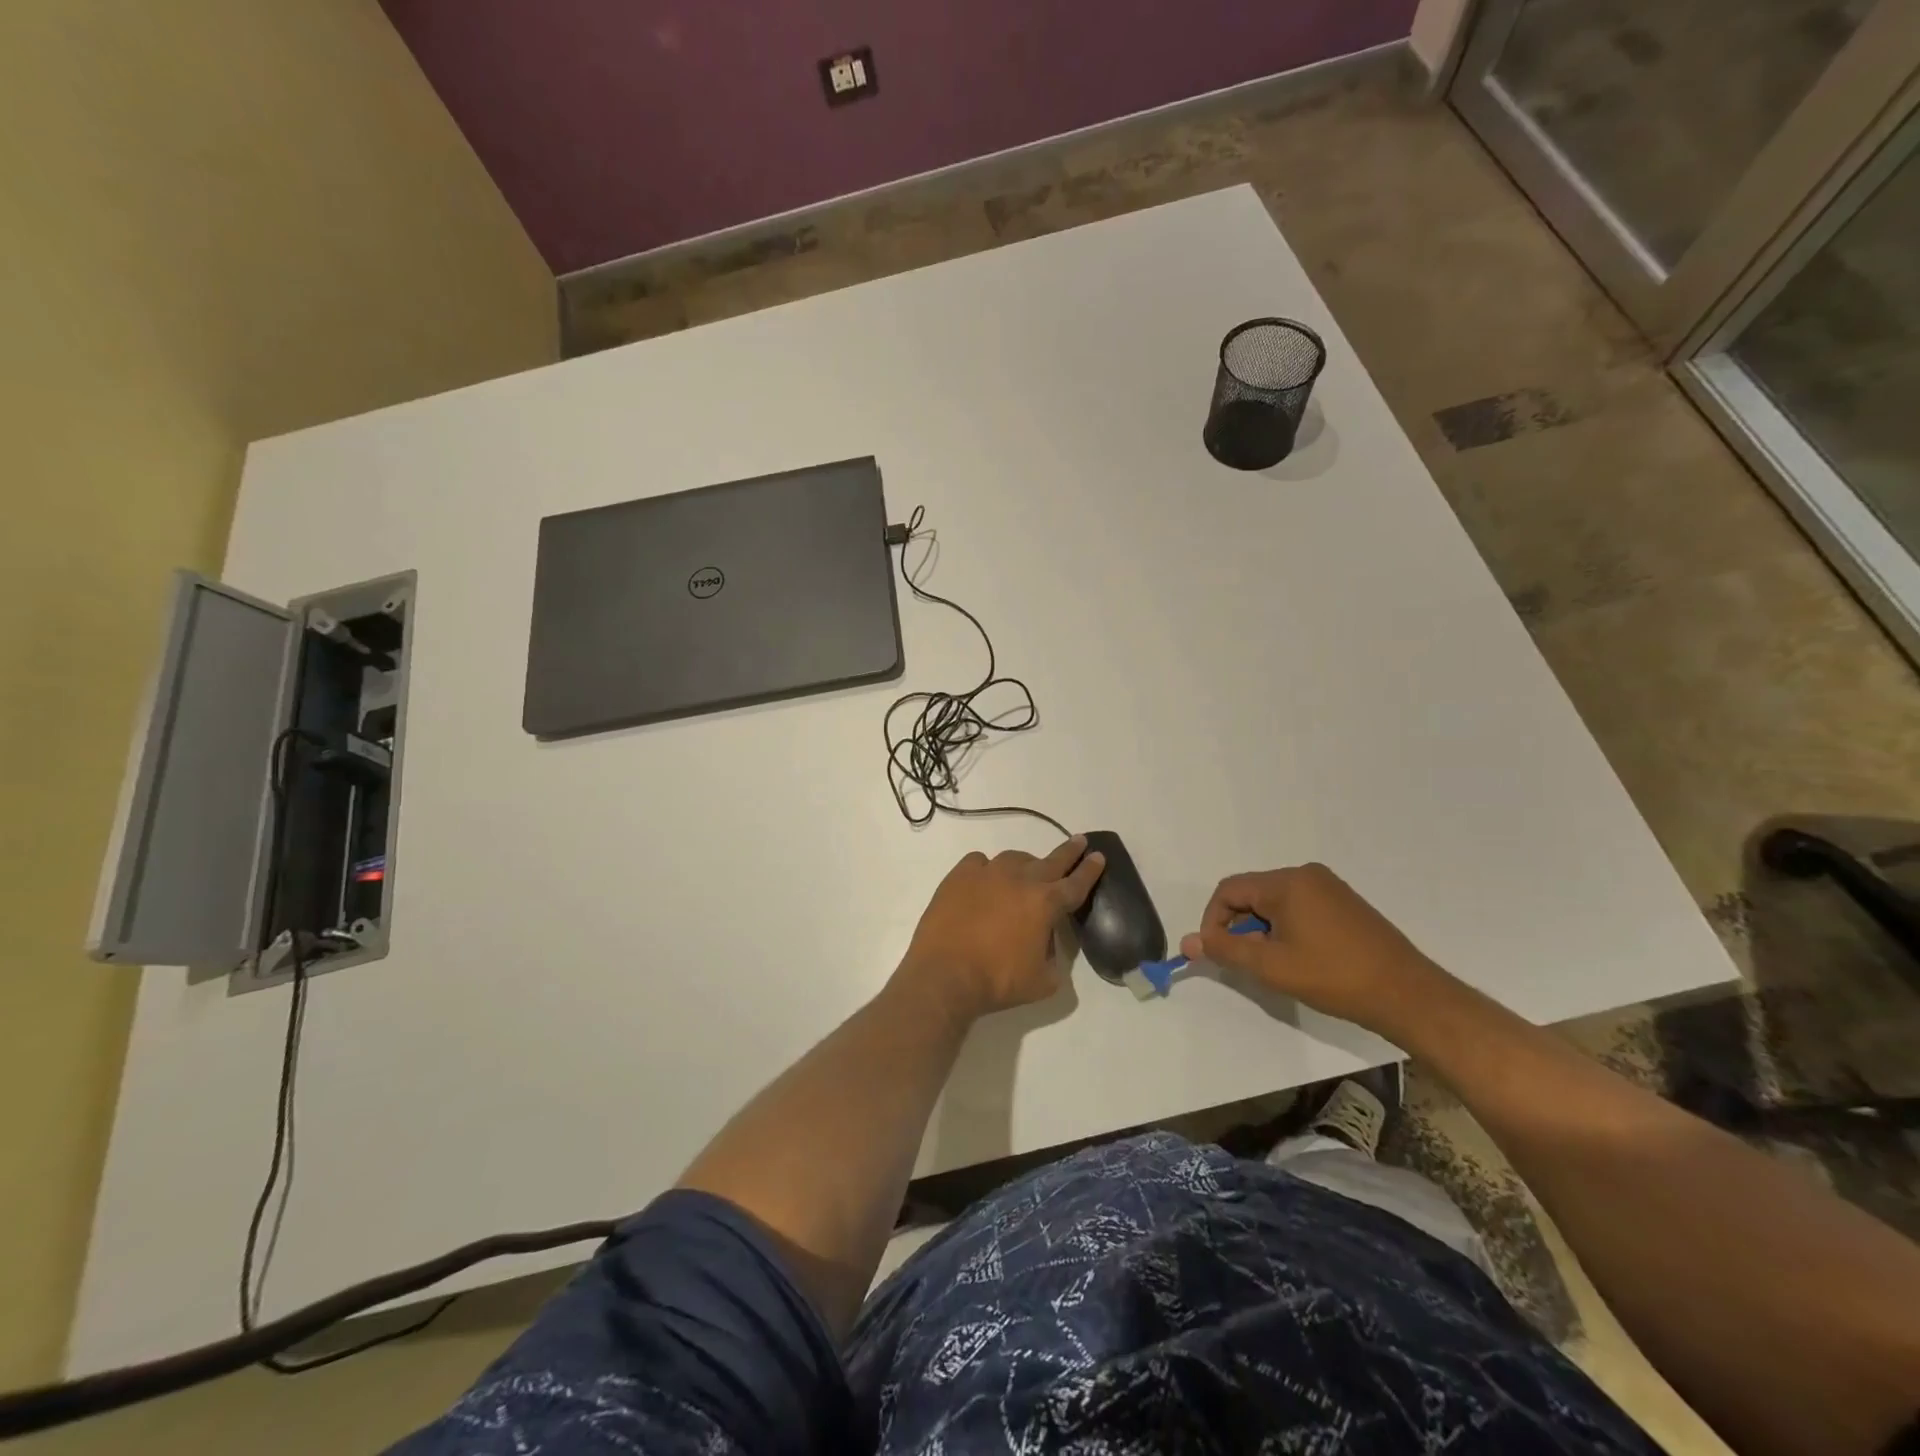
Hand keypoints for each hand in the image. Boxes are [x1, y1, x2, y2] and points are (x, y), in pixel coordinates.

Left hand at [900, 836, 1105, 1019]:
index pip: (1076, 883)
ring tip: (1025, 874)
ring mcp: (988, 873)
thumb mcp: (1043, 981)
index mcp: (1046, 903)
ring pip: (1015, 858)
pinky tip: (985, 880)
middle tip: (1079, 842)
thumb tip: (1044, 942)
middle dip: (1069, 852)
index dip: (1090, 870)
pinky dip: (987, 869)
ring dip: (1026, 864)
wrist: (945, 975)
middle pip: (1052, 861)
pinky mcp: (960, 875)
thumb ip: (1052, 957)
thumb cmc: (998, 981)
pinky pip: (980, 862)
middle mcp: (1020, 880)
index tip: (1098, 856)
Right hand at [1179, 863, 1439, 1033]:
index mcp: (1287, 882)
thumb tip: (1188, 942)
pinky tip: (1298, 959)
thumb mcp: (1271, 966)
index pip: (1229, 890)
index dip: (1213, 921)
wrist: (1408, 995)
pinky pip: (1298, 908)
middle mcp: (1306, 875)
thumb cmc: (1334, 977)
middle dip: (1239, 927)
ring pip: (1275, 903)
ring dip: (1262, 930)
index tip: (1215, 953)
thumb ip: (1225, 950)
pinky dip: (1285, 929)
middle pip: (1252, 894)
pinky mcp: (1345, 904)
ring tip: (1273, 966)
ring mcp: (1329, 888)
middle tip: (1246, 963)